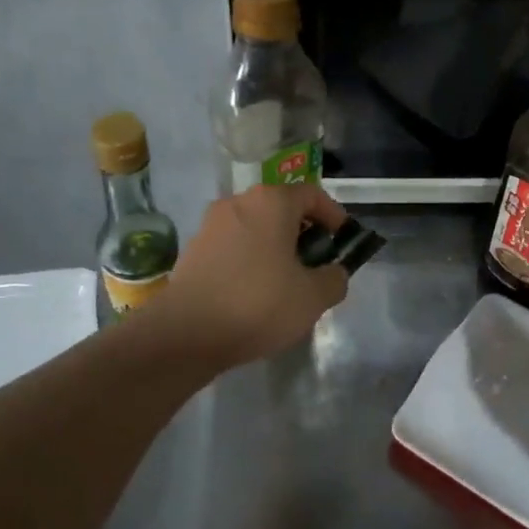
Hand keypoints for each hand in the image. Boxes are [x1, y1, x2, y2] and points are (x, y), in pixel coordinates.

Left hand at [153, 183, 349, 369]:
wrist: (185, 333)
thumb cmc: (258, 304)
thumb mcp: (313, 297)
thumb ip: (335, 279)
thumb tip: (334, 273)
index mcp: (271, 202)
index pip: (312, 195)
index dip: (333, 215)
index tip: (343, 240)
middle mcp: (238, 202)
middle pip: (281, 209)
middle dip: (303, 233)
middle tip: (317, 263)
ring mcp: (211, 225)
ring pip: (255, 228)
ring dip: (275, 247)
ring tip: (287, 282)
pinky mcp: (192, 250)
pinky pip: (233, 247)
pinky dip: (250, 260)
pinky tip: (254, 292)